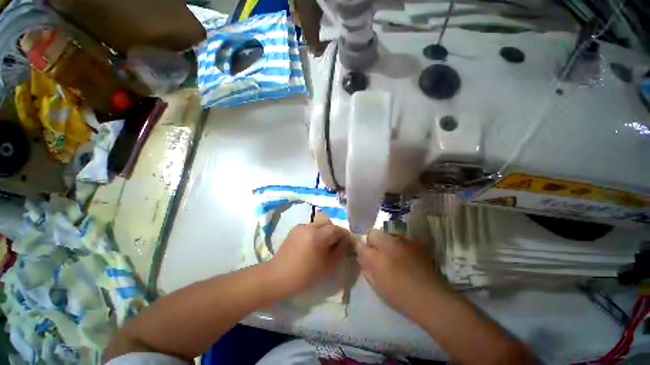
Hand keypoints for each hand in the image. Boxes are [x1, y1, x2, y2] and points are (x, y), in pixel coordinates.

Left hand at [268, 212, 350, 295]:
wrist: (277, 276)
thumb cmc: (304, 275)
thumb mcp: (327, 266)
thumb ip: (340, 250)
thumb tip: (345, 241)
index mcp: (317, 235)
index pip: (337, 229)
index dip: (344, 235)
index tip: (347, 243)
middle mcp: (309, 226)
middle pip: (328, 223)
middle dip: (334, 231)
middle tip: (335, 244)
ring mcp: (301, 226)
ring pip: (319, 224)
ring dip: (324, 231)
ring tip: (323, 245)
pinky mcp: (294, 229)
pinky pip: (310, 227)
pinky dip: (315, 232)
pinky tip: (311, 245)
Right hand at [356, 230, 444, 317]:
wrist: (431, 298)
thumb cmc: (399, 295)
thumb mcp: (376, 284)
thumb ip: (366, 267)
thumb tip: (362, 257)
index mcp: (376, 256)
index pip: (361, 243)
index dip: (360, 246)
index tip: (363, 253)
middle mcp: (387, 243)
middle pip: (374, 233)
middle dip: (372, 240)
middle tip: (376, 254)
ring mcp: (402, 241)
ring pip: (387, 234)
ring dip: (385, 241)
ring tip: (391, 255)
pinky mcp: (415, 243)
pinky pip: (400, 238)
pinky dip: (398, 244)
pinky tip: (404, 256)